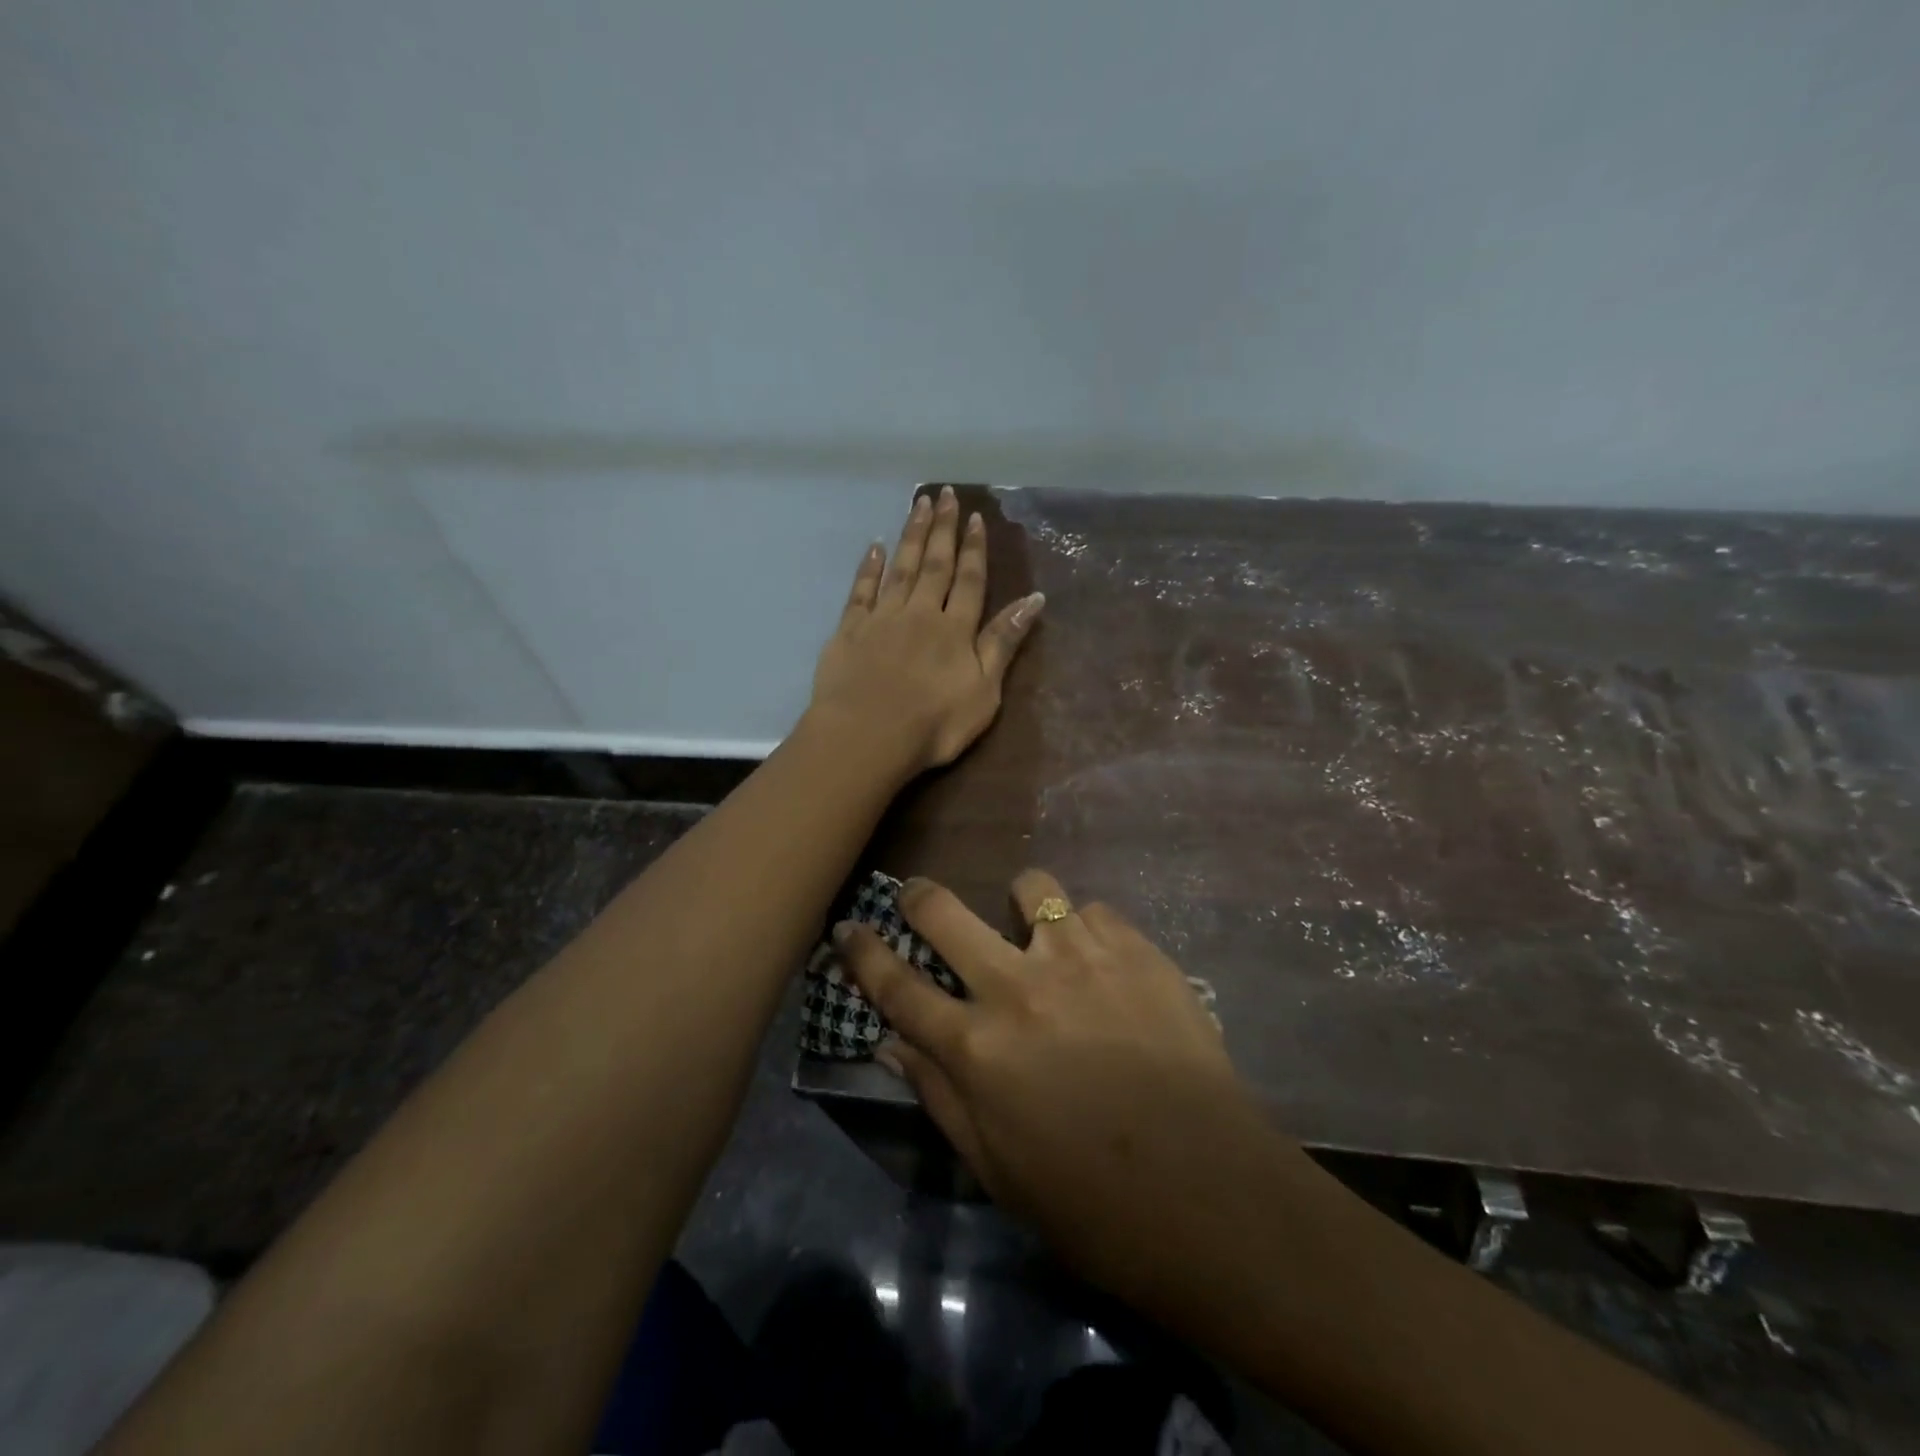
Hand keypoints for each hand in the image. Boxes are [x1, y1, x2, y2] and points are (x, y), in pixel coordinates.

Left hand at [809, 487, 1044, 772]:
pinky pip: (861, 591)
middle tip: (944, 495)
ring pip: (900, 568)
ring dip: (910, 535)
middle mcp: (920, 613)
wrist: (866, 736)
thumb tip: (1034, 599)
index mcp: (955, 629)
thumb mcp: (984, 691)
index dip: (974, 548)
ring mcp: (882, 619)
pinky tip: (875, 547)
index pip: (970, 580)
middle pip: (934, 564)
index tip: (975, 517)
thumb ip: (1004, 643)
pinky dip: (869, 567)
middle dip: (942, 529)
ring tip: (917, 504)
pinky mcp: (850, 631)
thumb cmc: (934, 724)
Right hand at [833, 870, 1309, 1307]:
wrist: (1210, 1193)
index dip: (863, 952)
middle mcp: (1018, 987)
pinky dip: (1086, 931)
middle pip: (945, 913)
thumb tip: (894, 1042)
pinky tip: (1105, 965)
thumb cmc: (1091, 1204)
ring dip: (1022, 905)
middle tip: (919, 897)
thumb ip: (939, 1095)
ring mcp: (1079, 958)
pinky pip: (1093, 911)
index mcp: (976, 1048)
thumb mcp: (996, 1168)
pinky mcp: (1135, 949)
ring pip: (1030, 888)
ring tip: (1038, 932)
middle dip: (920, 897)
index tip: (847, 925)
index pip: (897, 987)